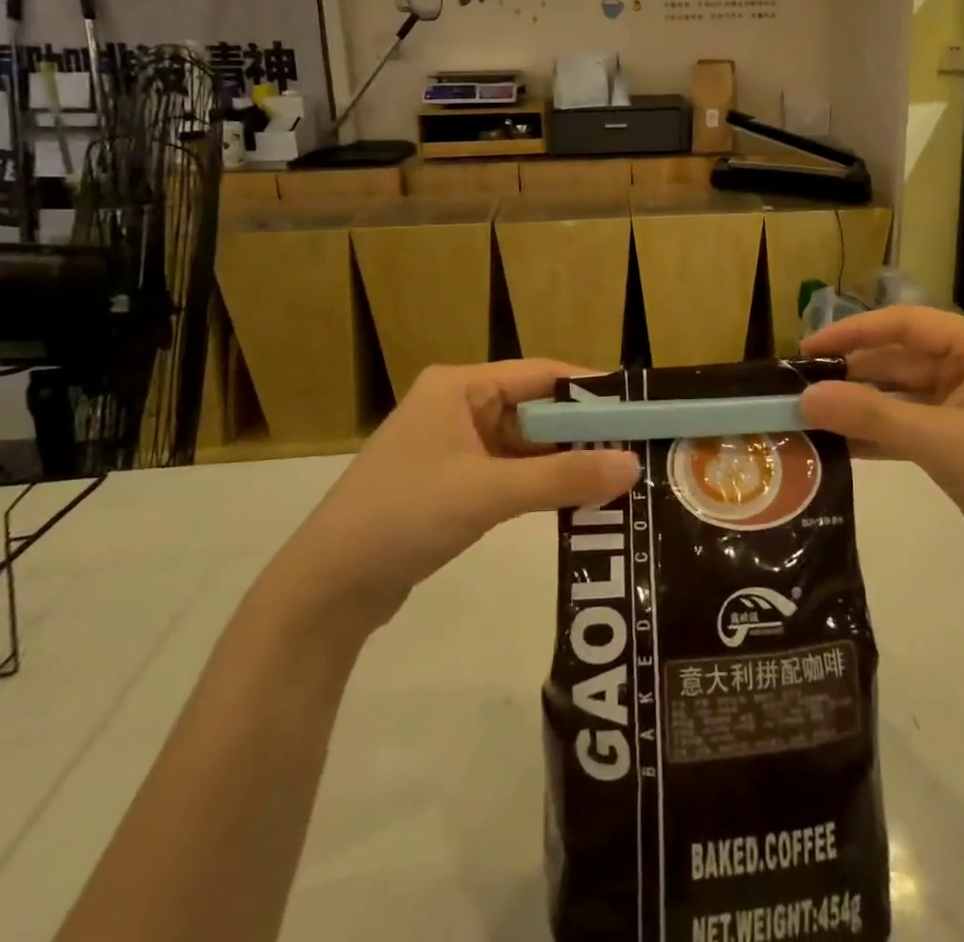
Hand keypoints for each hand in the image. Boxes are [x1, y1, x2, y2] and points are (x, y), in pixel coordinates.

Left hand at [270, 361, 638, 627]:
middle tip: (636, 448)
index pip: (541, 373)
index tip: (638, 407)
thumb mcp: (488, 493)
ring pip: (524, 443)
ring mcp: (452, 445)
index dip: (590, 389)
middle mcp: (457, 406)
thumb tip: (633, 465)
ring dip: (562, 460)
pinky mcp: (450, 482)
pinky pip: (509, 471)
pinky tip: (575, 500)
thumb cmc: (404, 516)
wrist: (326, 589)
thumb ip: (562, 477)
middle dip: (581, 430)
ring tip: (617, 476)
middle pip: (535, 408)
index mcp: (459, 387)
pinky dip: (539, 482)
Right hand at [797, 307, 963, 596]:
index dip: (853, 332)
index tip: (807, 349)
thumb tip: (805, 397)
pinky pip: (914, 421)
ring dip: (862, 405)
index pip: (908, 324)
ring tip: (810, 415)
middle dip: (853, 375)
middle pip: (903, 358)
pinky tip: (840, 442)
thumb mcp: (942, 444)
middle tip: (799, 389)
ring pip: (904, 392)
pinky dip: (881, 431)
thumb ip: (872, 415)